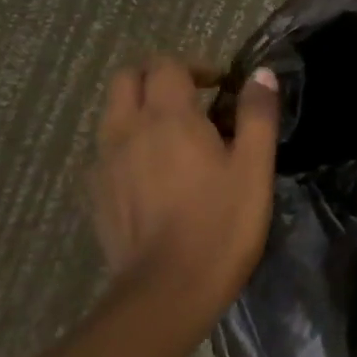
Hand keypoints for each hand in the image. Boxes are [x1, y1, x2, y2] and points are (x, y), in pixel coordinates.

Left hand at [88, 58, 280, 306]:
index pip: (167, 65)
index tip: (221, 89)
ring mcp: (104, 162)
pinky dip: (129, 145)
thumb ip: (258, 115)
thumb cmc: (221, 224)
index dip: (195, 66)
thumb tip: (261, 74)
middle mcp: (127, 130)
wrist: (167, 291)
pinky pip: (107, 150)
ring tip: (175, 138)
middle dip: (158, 77)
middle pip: (127, 78)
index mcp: (168, 117)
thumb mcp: (254, 168)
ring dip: (140, 110)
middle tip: (193, 100)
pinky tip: (154, 175)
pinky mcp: (95, 193)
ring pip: (112, 113)